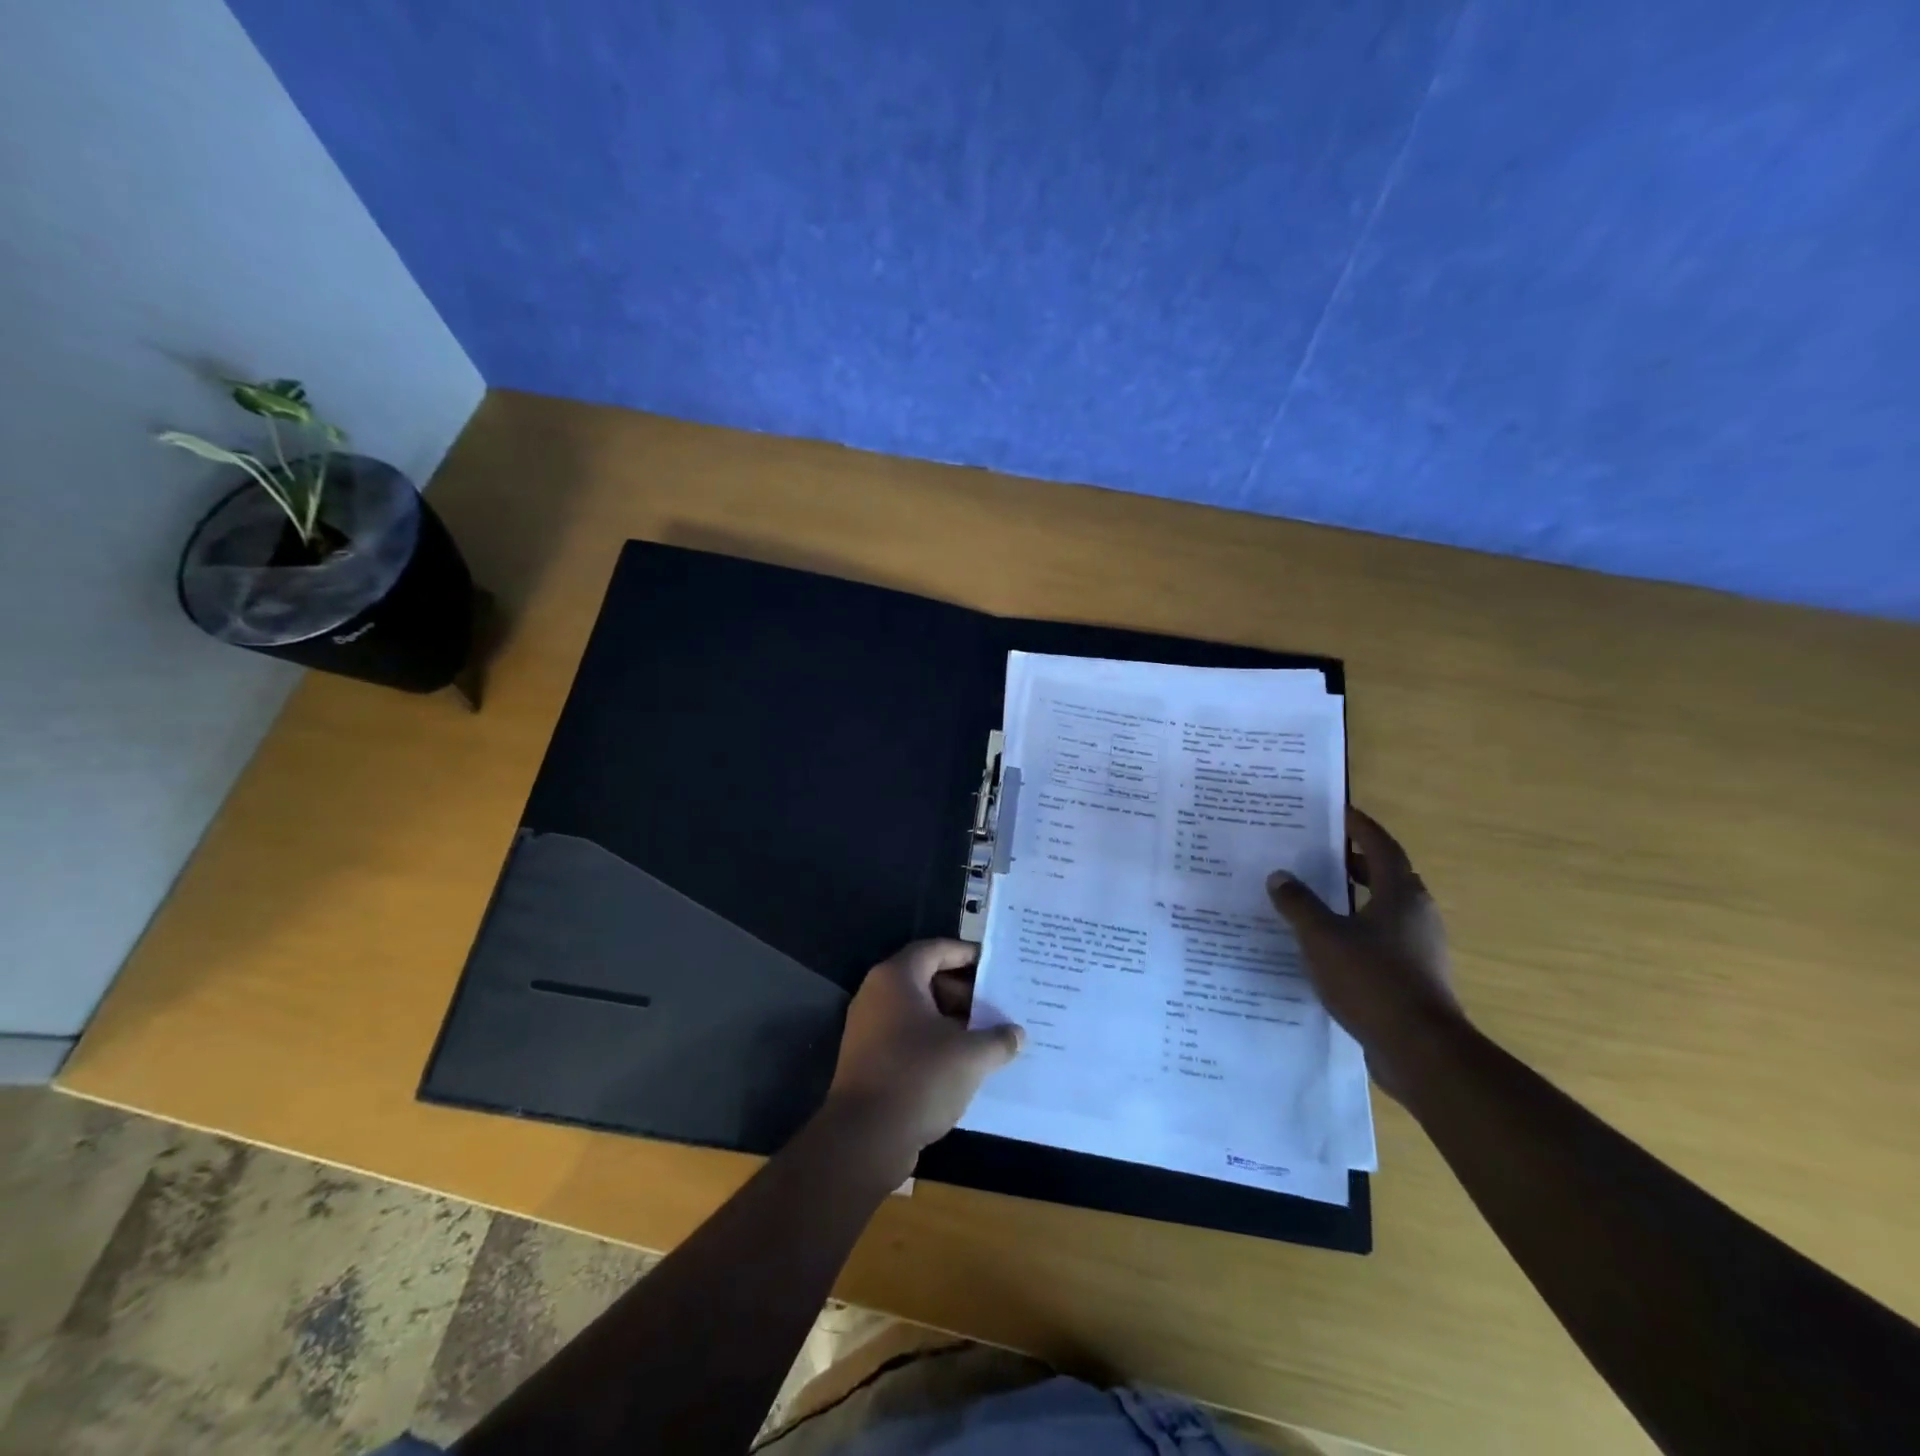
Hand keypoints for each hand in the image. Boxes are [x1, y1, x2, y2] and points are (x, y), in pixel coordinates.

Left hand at [824, 940, 1023, 1174]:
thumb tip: (1017, 1034)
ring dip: (952, 1020)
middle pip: (927, 979)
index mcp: (897, 978)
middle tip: (997, 1006)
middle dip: (964, 992)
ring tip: (987, 1036)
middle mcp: (877, 994)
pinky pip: (907, 1036)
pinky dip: (934, 1042)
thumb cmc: (919, 1078)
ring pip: (918, 1011)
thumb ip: (999, 1039)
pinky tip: (963, 1063)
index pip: (936, 949)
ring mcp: (868, 1027)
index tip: (995, 965)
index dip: (967, 954)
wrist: (865, 1138)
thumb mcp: (971, 1056)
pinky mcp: (868, 1058)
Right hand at [1266, 807, 1463, 1099]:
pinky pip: (1382, 936)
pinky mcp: (1414, 974)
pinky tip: (1328, 941)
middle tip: (1318, 851)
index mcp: (1400, 894)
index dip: (1359, 826)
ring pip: (1384, 907)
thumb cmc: (1372, 980)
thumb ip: (1298, 903)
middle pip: (1386, 874)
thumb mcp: (1322, 937)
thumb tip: (1280, 876)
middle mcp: (1416, 913)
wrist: (1420, 1050)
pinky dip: (1357, 926)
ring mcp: (1419, 946)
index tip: (1337, 810)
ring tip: (1317, 893)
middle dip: (1354, 860)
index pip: (1380, 845)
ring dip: (1355, 895)